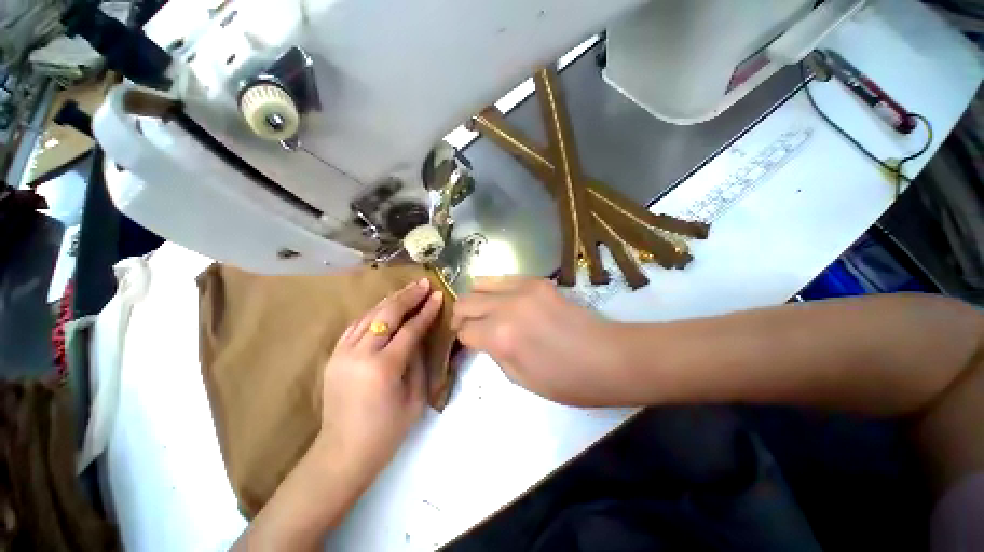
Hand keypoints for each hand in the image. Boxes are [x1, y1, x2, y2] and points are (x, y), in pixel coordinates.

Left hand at [318, 277, 443, 484]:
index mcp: (384, 367)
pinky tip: (385, 305)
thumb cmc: (387, 431)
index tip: (438, 295)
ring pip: (369, 315)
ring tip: (409, 289)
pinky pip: (356, 325)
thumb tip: (421, 334)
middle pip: (387, 314)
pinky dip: (373, 312)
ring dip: (391, 299)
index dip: (426, 311)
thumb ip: (419, 360)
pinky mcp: (334, 356)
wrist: (343, 453)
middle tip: (424, 283)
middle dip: (409, 296)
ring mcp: (342, 353)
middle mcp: (360, 354)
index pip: (410, 329)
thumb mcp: (416, 397)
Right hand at [451, 276, 629, 405]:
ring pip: (480, 283)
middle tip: (470, 327)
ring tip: (486, 311)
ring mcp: (522, 288)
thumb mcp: (520, 379)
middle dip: (461, 316)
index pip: (464, 331)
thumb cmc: (566, 380)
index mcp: (500, 337)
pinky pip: (504, 278)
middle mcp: (506, 306)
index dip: (463, 339)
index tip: (467, 344)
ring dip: (476, 298)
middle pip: (464, 302)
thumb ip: (494, 353)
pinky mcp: (537, 280)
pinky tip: (507, 302)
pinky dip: (497, 289)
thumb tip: (484, 338)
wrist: (608, 356)